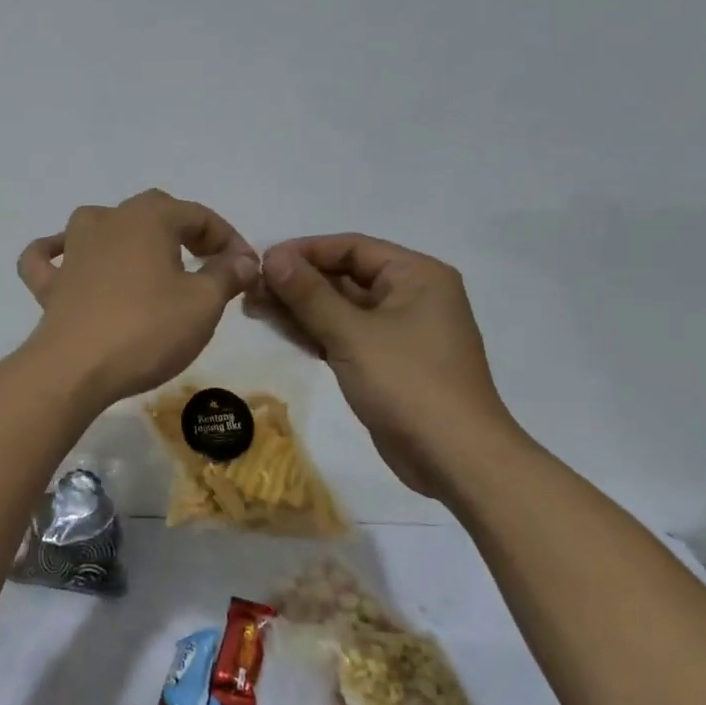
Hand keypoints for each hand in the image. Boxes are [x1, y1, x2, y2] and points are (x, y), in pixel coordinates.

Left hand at [17, 190, 258, 406]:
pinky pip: (48, 257)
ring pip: (101, 224)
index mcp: (148, 217)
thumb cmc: (146, 330)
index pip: (199, 216)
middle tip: (209, 264)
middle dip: (185, 233)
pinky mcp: (50, 283)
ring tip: (149, 260)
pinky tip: (66, 260)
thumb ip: (226, 275)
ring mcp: (72, 249)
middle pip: (153, 213)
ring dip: (128, 235)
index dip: (229, 240)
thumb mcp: (203, 304)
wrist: (75, 368)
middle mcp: (106, 220)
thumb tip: (242, 260)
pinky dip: (57, 253)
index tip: (246, 270)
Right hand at [256, 234, 521, 496]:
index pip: (351, 247)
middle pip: (345, 276)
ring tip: (254, 308)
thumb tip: (272, 256)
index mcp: (416, 275)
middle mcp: (412, 295)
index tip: (260, 262)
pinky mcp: (389, 361)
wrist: (455, 458)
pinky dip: (316, 331)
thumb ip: (309, 293)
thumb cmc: (408, 384)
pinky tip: (281, 331)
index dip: (304, 251)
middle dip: (297, 282)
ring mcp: (401, 330)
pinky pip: (346, 334)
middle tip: (250, 290)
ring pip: (342, 307)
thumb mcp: (352, 334)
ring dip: (300, 307)